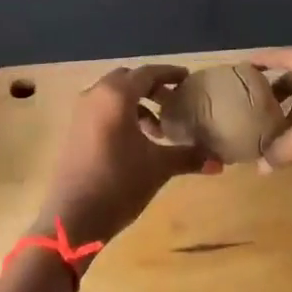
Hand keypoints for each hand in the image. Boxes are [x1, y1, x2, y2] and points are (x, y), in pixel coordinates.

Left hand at [39, 65, 218, 248]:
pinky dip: (121, 115)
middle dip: (152, 88)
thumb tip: (220, 162)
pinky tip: (136, 141)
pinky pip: (102, 110)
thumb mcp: (158, 168)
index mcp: (116, 96)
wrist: (72, 217)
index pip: (147, 73)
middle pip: (128, 80)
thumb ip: (189, 157)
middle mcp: (96, 95)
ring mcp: (81, 112)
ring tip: (158, 129)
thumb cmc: (118, 183)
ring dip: (137, 104)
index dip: (169, 74)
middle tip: (174, 103)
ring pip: (113, 95)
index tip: (188, 79)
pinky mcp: (74, 130)